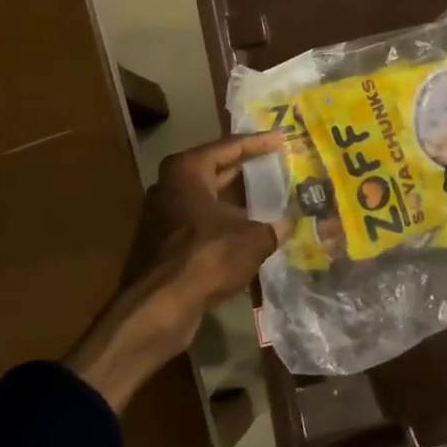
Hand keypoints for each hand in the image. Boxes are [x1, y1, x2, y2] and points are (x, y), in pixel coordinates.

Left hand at [70, 132, 285, 411]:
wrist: (158, 307)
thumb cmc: (205, 258)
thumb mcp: (252, 240)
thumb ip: (273, 228)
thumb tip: (288, 225)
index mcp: (187, 170)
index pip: (230, 147)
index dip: (259, 143)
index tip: (282, 138)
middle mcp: (171, 185)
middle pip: (216, 170)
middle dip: (247, 170)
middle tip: (277, 165)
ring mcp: (164, 215)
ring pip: (209, 200)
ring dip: (237, 202)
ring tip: (270, 199)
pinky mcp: (164, 243)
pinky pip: (202, 224)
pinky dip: (225, 225)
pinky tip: (250, 233)